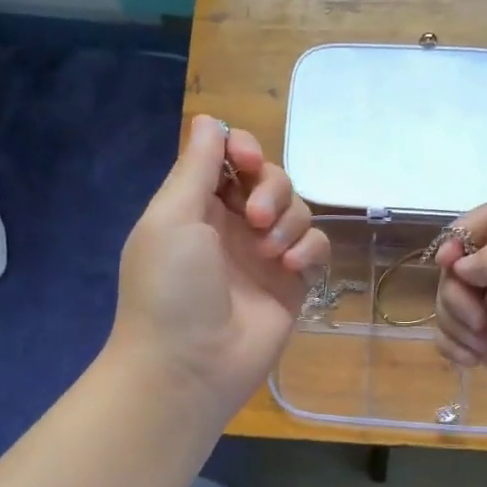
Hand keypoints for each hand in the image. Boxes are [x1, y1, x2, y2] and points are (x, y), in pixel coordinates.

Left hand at [111, 115, 329, 424]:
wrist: (189, 366)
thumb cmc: (171, 287)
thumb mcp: (172, 218)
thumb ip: (195, 168)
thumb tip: (210, 120)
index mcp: (196, 207)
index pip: (229, 159)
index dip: (242, 151)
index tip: (244, 160)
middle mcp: (231, 226)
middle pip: (270, 179)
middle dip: (270, 188)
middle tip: (254, 217)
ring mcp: (264, 256)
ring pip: (298, 210)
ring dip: (288, 221)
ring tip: (269, 253)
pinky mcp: (292, 285)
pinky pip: (315, 247)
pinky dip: (309, 250)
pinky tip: (291, 270)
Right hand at [433, 203, 486, 453]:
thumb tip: (461, 263)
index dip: (461, 233)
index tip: (447, 264)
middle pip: (461, 260)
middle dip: (456, 292)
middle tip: (477, 321)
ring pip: (450, 296)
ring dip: (455, 322)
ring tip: (480, 347)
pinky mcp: (484, 339)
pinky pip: (449, 328)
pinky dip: (453, 344)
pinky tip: (472, 361)